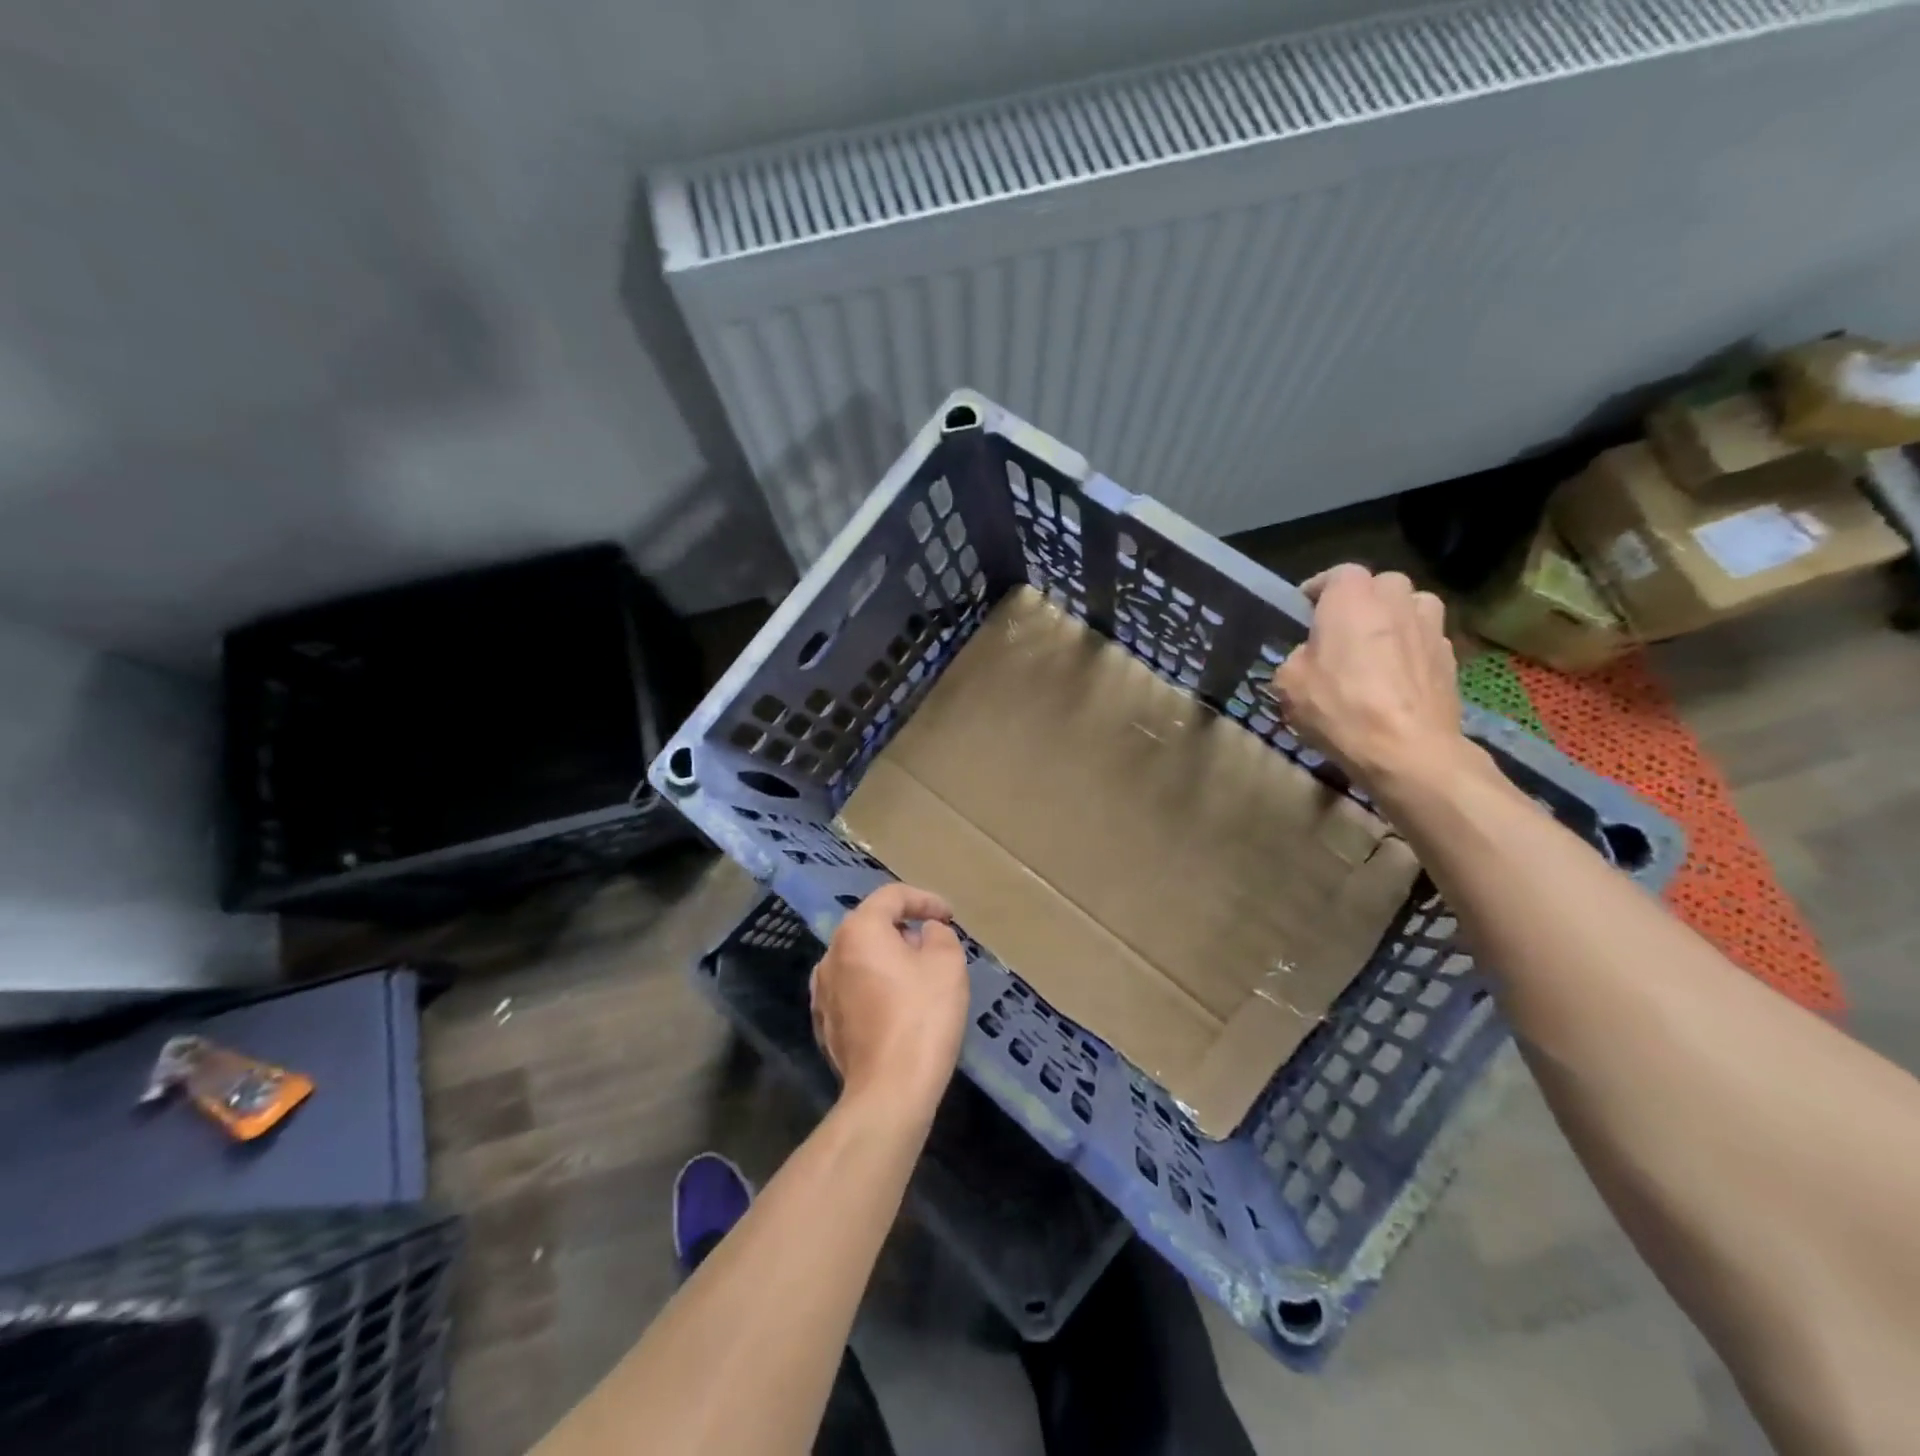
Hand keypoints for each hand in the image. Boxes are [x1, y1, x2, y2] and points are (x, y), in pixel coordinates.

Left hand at [810, 883, 969, 1111]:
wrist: (889, 1091)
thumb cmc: (922, 1017)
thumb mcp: (947, 963)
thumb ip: (939, 934)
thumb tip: (925, 933)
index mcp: (858, 931)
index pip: (892, 897)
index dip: (925, 900)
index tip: (948, 917)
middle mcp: (831, 954)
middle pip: (871, 925)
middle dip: (904, 928)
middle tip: (934, 944)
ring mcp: (822, 991)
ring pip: (859, 958)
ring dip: (887, 958)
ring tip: (916, 974)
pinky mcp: (824, 1023)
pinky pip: (852, 989)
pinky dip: (874, 986)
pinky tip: (895, 1005)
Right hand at [1271, 564, 1472, 793]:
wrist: (1407, 749)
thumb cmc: (1338, 707)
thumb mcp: (1288, 683)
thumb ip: (1298, 658)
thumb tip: (1311, 656)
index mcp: (1351, 597)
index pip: (1337, 573)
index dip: (1320, 590)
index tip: (1306, 609)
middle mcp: (1396, 599)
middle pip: (1380, 585)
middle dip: (1363, 601)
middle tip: (1343, 630)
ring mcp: (1430, 626)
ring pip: (1412, 607)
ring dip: (1395, 619)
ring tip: (1377, 649)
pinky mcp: (1451, 657)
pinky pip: (1426, 640)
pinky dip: (1412, 650)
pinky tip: (1398, 679)